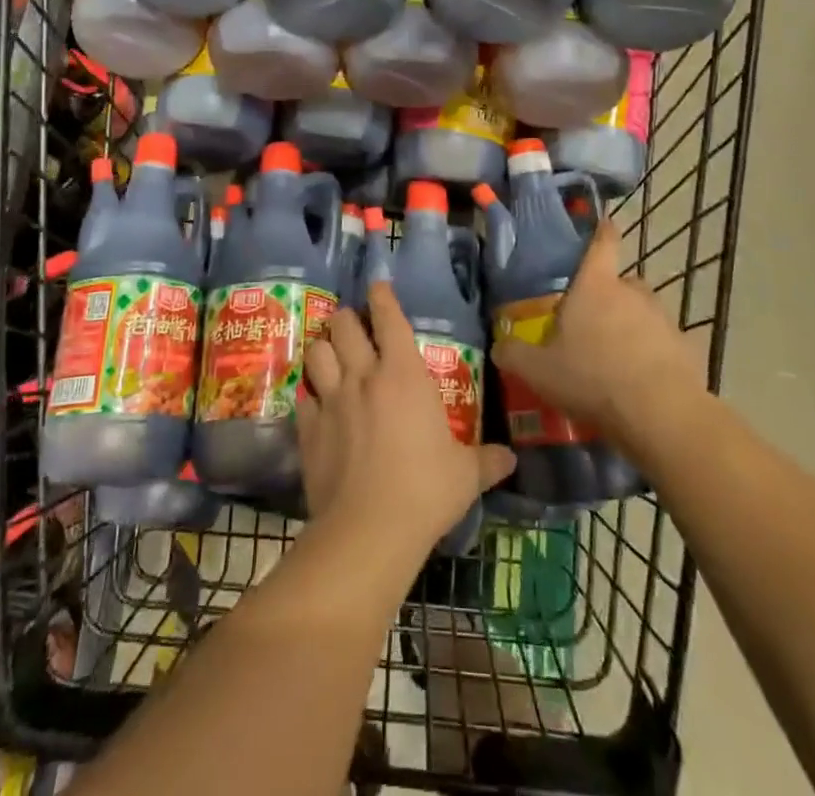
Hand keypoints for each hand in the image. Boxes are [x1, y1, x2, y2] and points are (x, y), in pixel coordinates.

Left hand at [297, 288, 514, 562]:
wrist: (368, 529)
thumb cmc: (426, 490)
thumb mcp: (465, 475)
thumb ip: (487, 460)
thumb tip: (511, 458)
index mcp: (403, 374)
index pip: (389, 318)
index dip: (382, 296)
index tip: (377, 286)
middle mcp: (363, 375)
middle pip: (344, 324)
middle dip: (348, 319)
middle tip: (354, 327)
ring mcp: (331, 399)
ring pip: (317, 351)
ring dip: (324, 348)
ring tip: (330, 355)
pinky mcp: (307, 427)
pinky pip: (303, 396)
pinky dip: (309, 394)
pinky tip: (315, 404)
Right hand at [489, 218, 703, 458]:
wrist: (660, 415)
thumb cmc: (592, 379)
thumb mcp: (539, 371)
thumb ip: (514, 354)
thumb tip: (498, 345)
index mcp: (595, 285)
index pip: (602, 242)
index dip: (601, 230)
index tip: (602, 224)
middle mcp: (631, 291)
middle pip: (619, 282)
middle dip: (606, 296)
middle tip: (589, 322)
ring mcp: (662, 318)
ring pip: (641, 312)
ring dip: (629, 325)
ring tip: (614, 357)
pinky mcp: (685, 346)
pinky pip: (661, 342)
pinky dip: (651, 353)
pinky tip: (639, 380)